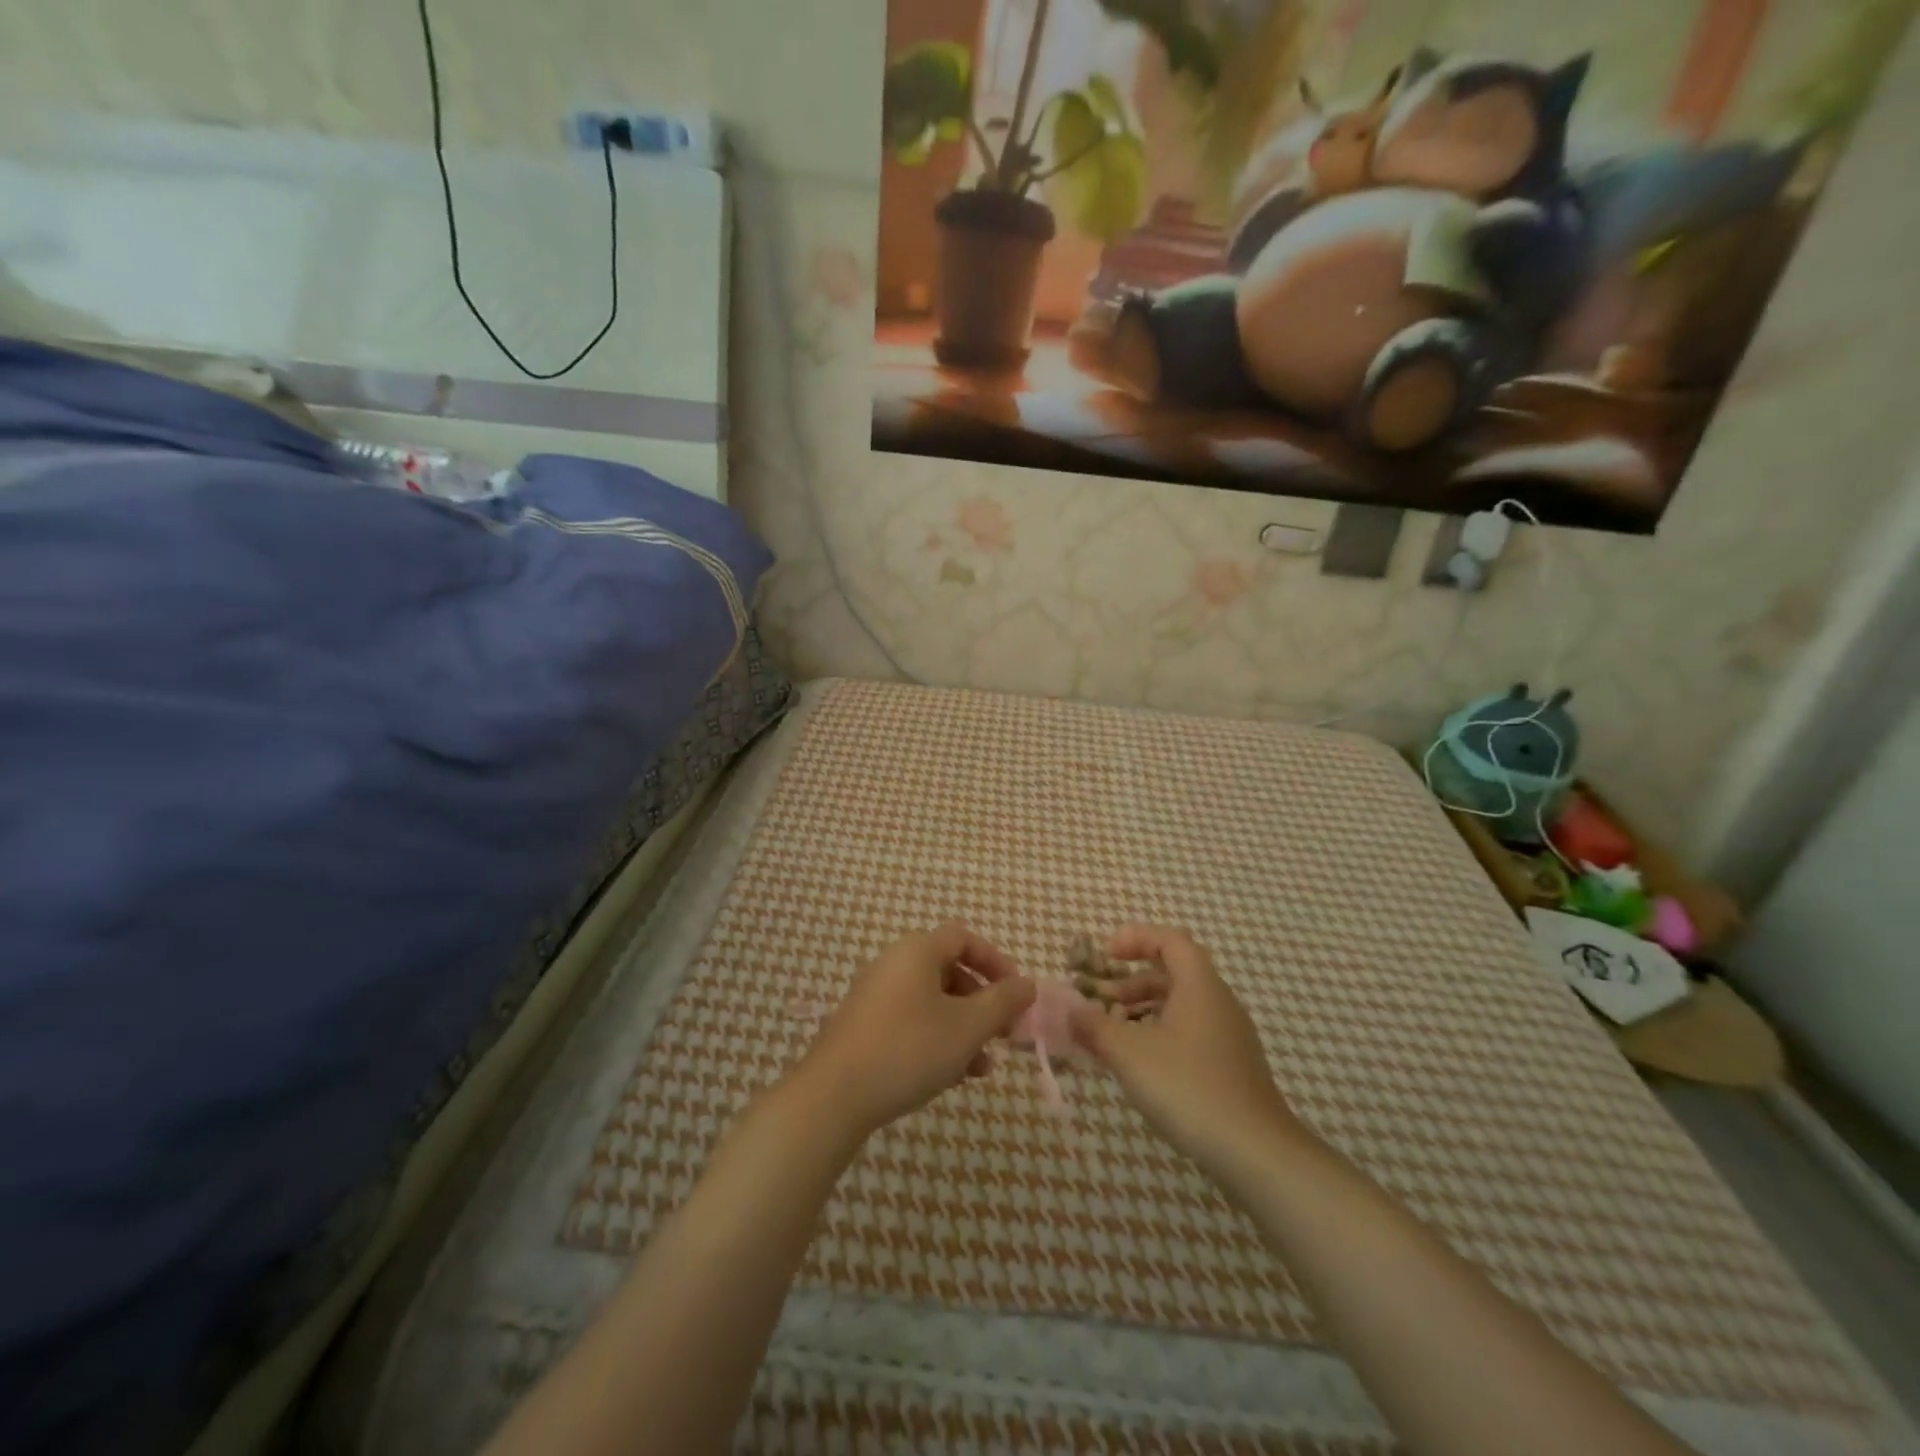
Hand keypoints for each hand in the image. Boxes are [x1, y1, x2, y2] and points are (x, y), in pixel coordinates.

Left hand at [795, 922, 1036, 1137]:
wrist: (833, 1096)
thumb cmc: (909, 1049)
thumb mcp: (967, 1027)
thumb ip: (1002, 1002)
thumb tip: (1027, 984)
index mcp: (917, 951)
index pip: (964, 938)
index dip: (996, 961)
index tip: (1016, 994)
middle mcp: (893, 964)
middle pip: (949, 970)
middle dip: (982, 1002)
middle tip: (1003, 1033)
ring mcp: (874, 996)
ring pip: (932, 1002)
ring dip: (963, 1027)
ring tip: (983, 1066)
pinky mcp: (863, 1028)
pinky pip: (911, 1022)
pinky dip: (936, 1040)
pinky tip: (952, 1076)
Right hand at [1069, 925, 1299, 1180]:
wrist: (1256, 1152)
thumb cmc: (1188, 1087)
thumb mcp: (1129, 1052)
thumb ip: (1095, 1026)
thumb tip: (1071, 1011)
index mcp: (1199, 985)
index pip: (1170, 940)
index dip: (1135, 938)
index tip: (1105, 956)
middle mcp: (1218, 1001)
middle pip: (1172, 973)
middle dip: (1130, 981)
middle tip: (1099, 999)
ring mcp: (1229, 1035)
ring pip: (1180, 1006)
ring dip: (1142, 1011)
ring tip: (1111, 1035)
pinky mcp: (1231, 1066)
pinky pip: (1189, 1033)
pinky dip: (1159, 1035)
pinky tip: (1139, 1065)